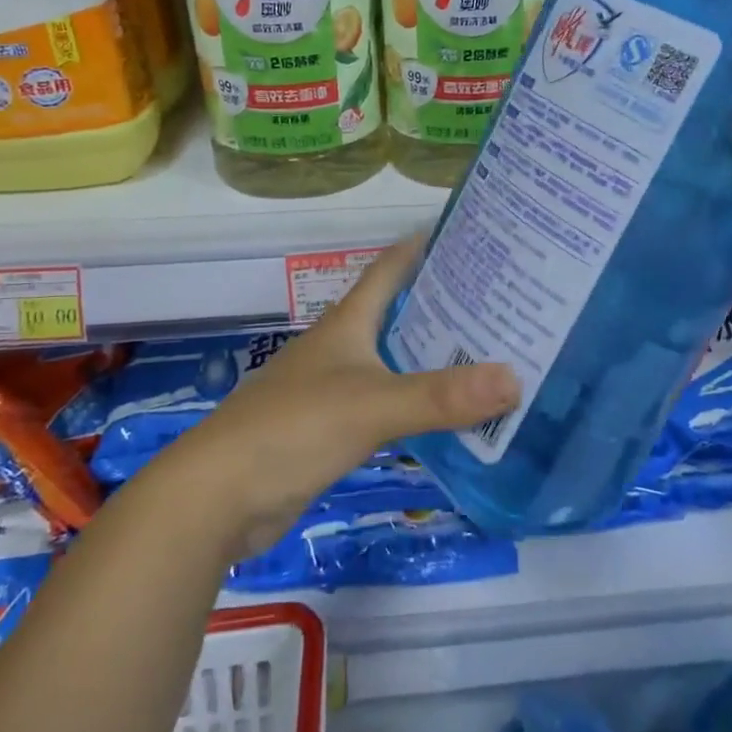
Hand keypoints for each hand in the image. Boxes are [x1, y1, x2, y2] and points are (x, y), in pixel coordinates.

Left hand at [166, 242, 518, 560]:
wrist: (217, 497)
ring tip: (485, 353)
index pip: (388, 269)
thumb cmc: (292, 429)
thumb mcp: (372, 406)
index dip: (421, 247)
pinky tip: (444, 415)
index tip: (466, 234)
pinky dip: (415, 403)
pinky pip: (385, 405)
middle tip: (497, 301)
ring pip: (392, 360)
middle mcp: (339, 348)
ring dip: (431, 356)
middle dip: (441, 304)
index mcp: (346, 324)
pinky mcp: (329, 430)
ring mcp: (331, 389)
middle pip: (395, 313)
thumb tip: (514, 378)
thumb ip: (440, 395)